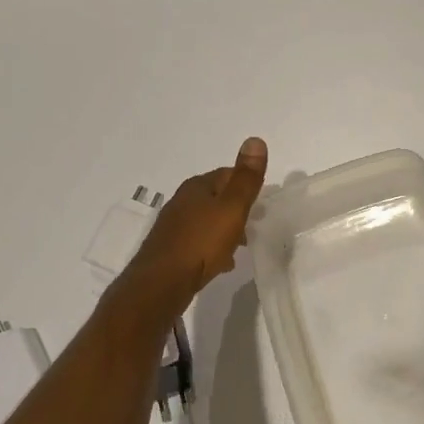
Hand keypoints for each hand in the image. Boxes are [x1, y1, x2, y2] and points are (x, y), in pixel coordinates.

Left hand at [121, 137, 267, 305]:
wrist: (160, 284)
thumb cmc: (201, 242)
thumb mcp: (231, 208)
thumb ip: (246, 178)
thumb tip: (255, 139)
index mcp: (197, 186)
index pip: (228, 174)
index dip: (247, 185)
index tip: (262, 202)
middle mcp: (182, 201)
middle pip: (217, 197)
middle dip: (236, 209)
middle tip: (254, 224)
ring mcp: (174, 225)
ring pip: (207, 220)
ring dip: (225, 229)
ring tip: (240, 246)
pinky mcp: (170, 249)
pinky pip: (198, 241)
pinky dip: (212, 247)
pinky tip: (220, 262)